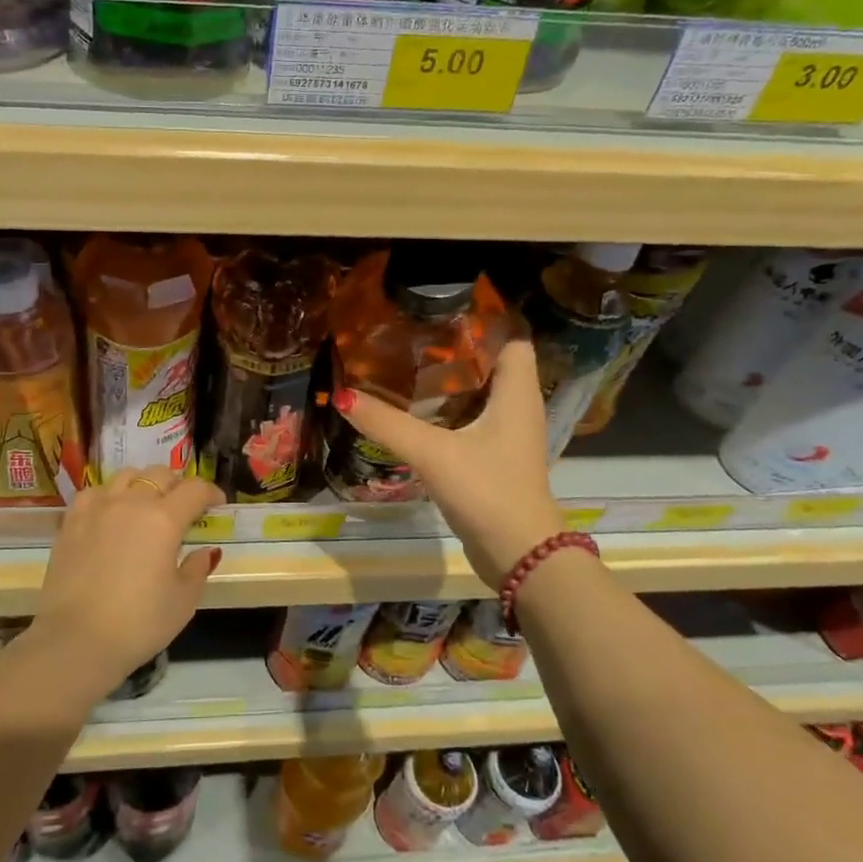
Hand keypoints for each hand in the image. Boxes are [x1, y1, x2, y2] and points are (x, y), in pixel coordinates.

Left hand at [33, 465, 222, 685]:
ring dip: (143, 485)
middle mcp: (131, 503)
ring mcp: (97, 509)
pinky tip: (110, 514)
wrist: (76, 641)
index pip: (195, 490)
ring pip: (126, 476)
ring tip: (146, 504)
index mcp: (164, 519)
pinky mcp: (71, 522)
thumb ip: (197, 569)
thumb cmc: (138, 624)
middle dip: (178, 485)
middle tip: (183, 506)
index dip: (211, 492)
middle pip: (160, 475)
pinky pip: (94, 492)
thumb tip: (206, 551)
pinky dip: (109, 495)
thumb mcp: (182, 601)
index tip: (217, 504)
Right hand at [334, 339, 561, 586]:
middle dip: (454, 347)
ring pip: (478, 393)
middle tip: (410, 332)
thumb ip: (387, 424)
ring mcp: (507, 435)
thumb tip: (343, 395)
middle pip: (490, 362)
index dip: (483, 318)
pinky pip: (469, 420)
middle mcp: (517, 407)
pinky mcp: (494, 458)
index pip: (510, 337)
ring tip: (405, 362)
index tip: (440, 306)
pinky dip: (445, 410)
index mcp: (517, 392)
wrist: (520, 555)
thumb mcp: (433, 453)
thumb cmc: (488, 491)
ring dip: (448, 380)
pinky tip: (413, 410)